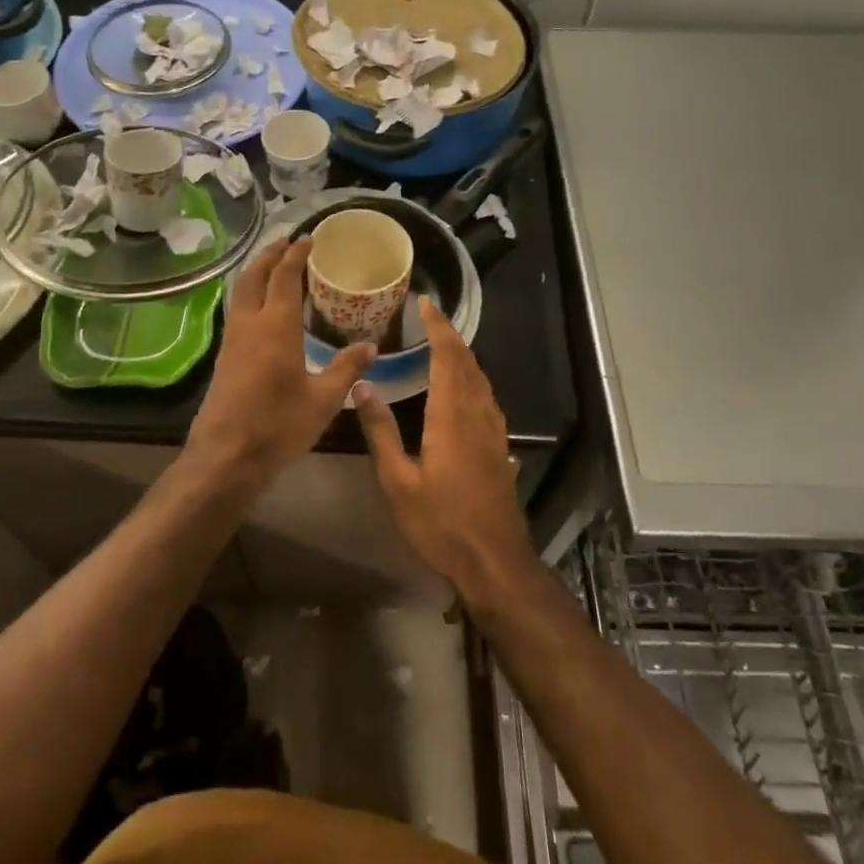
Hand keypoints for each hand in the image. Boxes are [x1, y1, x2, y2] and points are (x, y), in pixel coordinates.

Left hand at [183, 239, 375, 495]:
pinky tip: (261, 307)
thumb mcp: (324, 400)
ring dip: (256, 272)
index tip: (308, 239)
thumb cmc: (279, 425)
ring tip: (273, 266)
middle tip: (287, 242)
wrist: (226, 456)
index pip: (285, 276)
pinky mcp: (224, 357)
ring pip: (240, 291)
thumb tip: (371, 347)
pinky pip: (237, 310)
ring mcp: (232, 340)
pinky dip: (250, 294)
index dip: (296, 254)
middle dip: (270, 254)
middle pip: (254, 275)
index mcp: (276, 326)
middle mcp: (250, 324)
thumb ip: (347, 369)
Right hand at [355, 299, 537, 605]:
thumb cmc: (441, 522)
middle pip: (468, 362)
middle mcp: (477, 413)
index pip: (448, 357)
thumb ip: (381, 432)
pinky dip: (472, 379)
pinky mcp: (500, 446)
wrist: (494, 559)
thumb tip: (363, 388)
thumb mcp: (398, 482)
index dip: (438, 327)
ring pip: (481, 379)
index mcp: (452, 415)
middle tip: (431, 318)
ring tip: (444, 345)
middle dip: (451, 336)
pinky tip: (462, 389)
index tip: (426, 304)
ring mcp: (494, 430)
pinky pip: (487, 397)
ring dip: (464, 356)